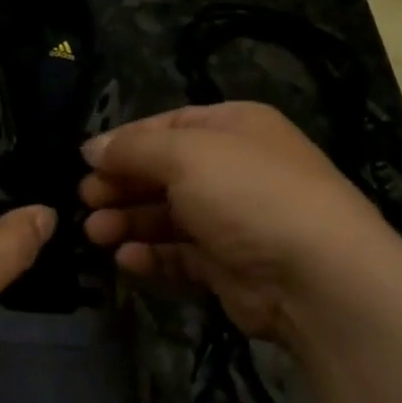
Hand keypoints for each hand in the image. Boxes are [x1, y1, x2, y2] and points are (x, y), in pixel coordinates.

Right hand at [80, 102, 396, 346]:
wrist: (316, 276)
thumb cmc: (247, 194)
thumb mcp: (185, 154)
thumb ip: (133, 149)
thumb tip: (91, 147)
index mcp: (233, 127)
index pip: (168, 126)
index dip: (125, 143)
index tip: (86, 162)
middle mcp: (235, 168)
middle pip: (164, 172)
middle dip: (122, 186)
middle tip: (85, 202)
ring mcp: (234, 219)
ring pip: (168, 216)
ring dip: (129, 222)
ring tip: (95, 234)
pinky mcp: (230, 265)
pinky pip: (181, 255)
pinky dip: (153, 256)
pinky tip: (127, 260)